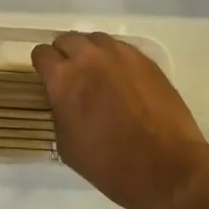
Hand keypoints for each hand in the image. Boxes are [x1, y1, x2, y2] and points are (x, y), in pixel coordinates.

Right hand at [31, 32, 208, 208]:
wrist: (167, 169)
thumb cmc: (111, 166)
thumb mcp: (67, 146)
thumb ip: (59, 112)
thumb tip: (62, 100)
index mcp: (63, 79)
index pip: (41, 53)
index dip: (43, 67)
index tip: (48, 79)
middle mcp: (88, 57)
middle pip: (67, 39)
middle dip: (65, 55)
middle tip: (73, 77)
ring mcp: (119, 54)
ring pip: (95, 40)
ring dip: (90, 53)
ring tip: (98, 75)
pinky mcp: (144, 59)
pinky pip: (120, 48)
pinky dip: (115, 59)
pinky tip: (122, 80)